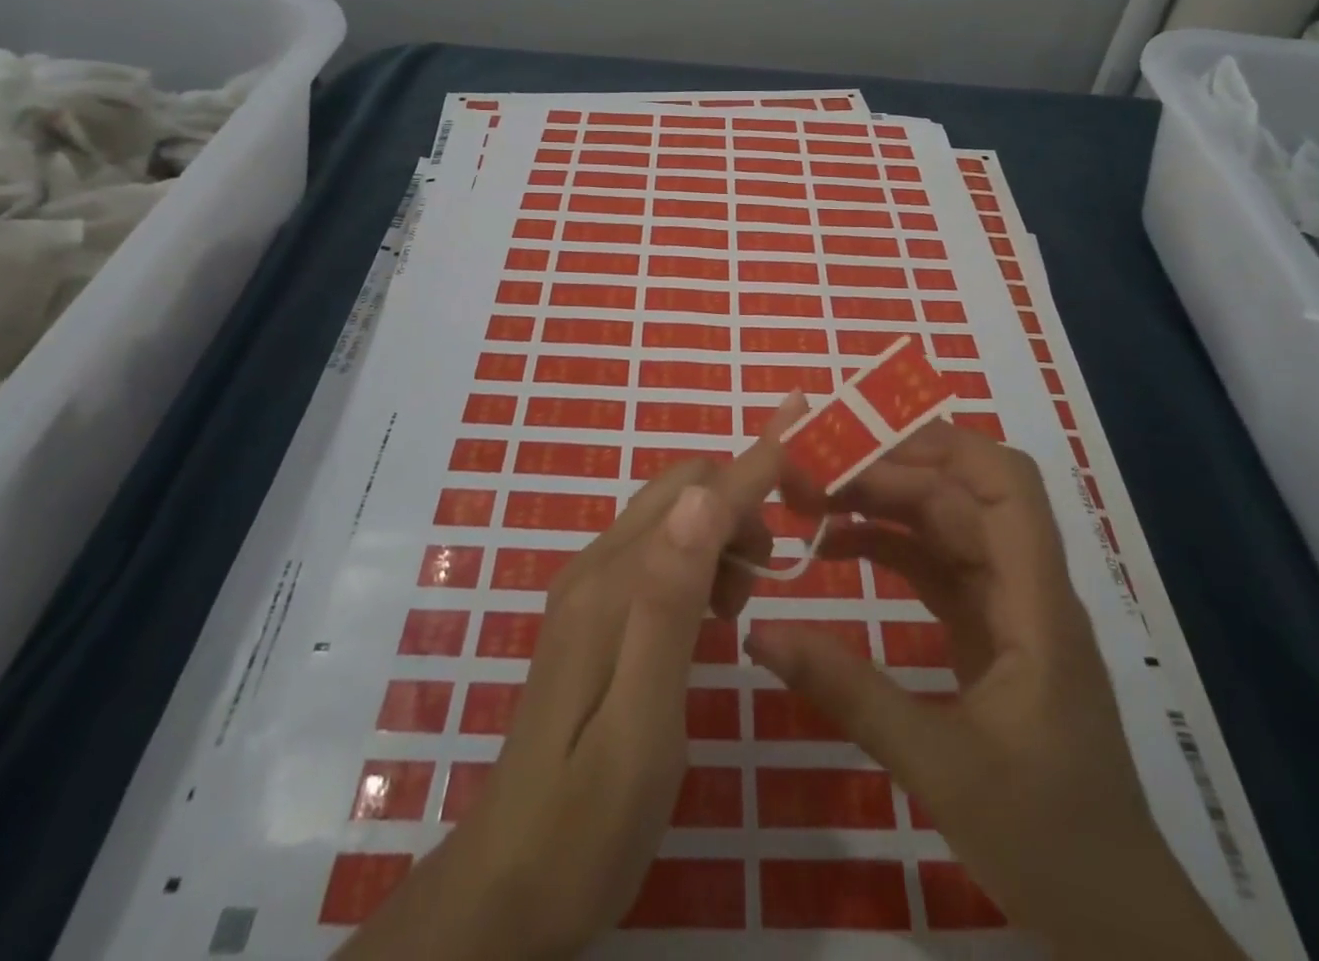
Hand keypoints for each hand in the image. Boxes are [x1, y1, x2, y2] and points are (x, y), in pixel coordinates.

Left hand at [339, 395, 805, 960]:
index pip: (699, 495)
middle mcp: (596, 567)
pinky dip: (699, 559)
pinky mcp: (591, 613)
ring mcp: (588, 588)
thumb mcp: (643, 722)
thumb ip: (670, 603)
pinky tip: (711, 616)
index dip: (759, 462)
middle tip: (778, 566)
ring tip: (743, 603)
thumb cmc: (589, 822)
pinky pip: (656, 551)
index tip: (811, 431)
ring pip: (671, 517)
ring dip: (721, 533)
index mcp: (614, 586)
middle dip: (742, 501)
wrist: (507, 887)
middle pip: (682, 489)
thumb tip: (704, 496)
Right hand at [749, 420, 1243, 960]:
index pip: (1005, 485)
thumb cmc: (1050, 842)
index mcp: (1035, 602)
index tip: (864, 442)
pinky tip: (836, 549)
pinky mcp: (987, 635)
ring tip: (810, 502)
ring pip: (944, 526)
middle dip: (885, 474)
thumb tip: (760, 635)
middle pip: (959, 497)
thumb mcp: (940, 767)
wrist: (1118, 925)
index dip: (941, 446)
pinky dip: (887, 548)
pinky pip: (934, 568)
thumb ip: (848, 693)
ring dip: (881, 505)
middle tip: (808, 477)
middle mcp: (1024, 588)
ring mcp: (1006, 611)